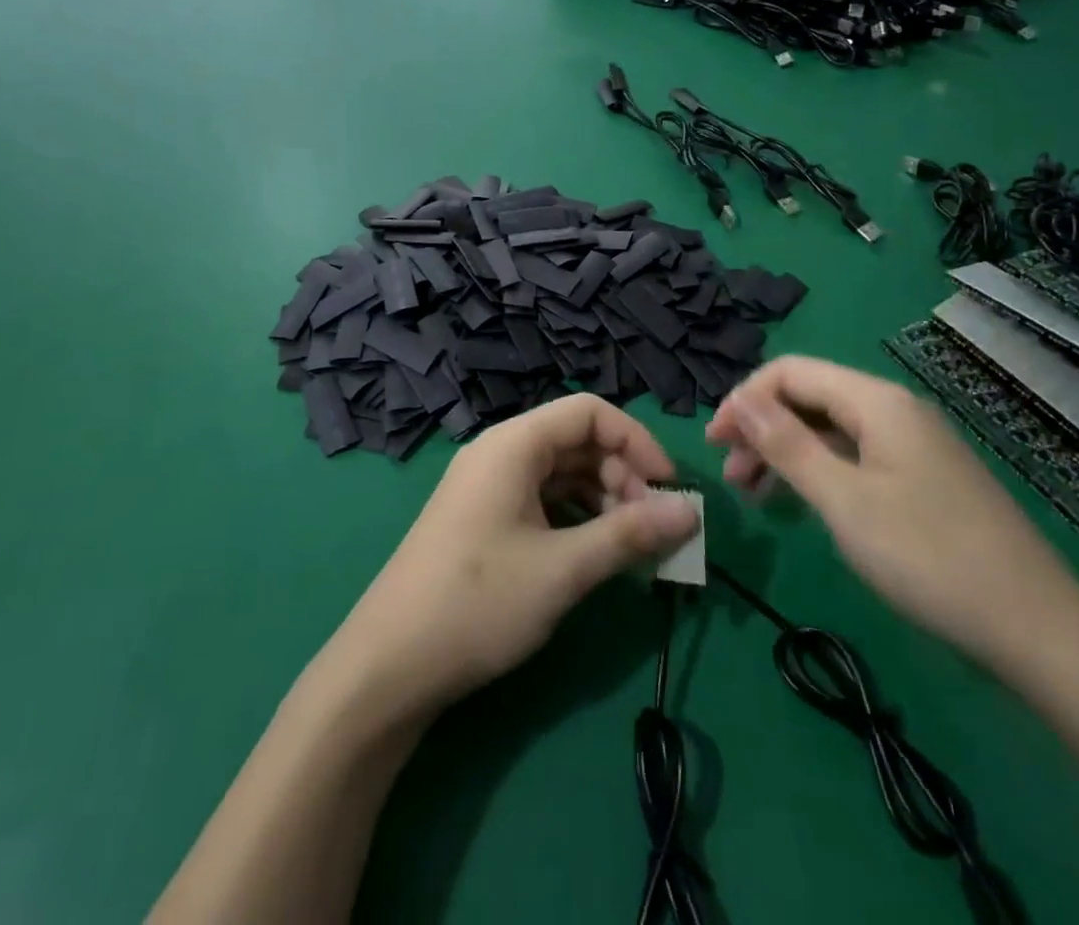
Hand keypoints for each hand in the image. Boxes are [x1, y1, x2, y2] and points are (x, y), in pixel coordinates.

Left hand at [330, 394, 699, 718]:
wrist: (388, 666)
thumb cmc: (478, 602)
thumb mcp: (563, 569)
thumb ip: (629, 535)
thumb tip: (690, 513)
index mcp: (513, 444)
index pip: (589, 412)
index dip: (635, 441)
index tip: (667, 488)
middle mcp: (499, 454)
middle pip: (576, 441)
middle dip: (621, 477)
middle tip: (650, 529)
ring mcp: (487, 487)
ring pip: (561, 474)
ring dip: (602, 502)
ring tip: (628, 549)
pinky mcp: (483, 520)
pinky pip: (541, 501)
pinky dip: (575, 520)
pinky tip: (593, 556)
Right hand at [706, 356, 1078, 673]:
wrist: (1038, 632)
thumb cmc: (928, 557)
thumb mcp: (843, 500)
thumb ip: (786, 444)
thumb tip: (739, 399)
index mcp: (876, 401)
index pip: (790, 372)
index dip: (744, 400)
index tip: (714, 443)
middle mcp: (894, 410)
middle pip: (810, 398)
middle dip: (762, 428)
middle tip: (732, 477)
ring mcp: (913, 446)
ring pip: (831, 430)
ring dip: (786, 453)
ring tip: (756, 496)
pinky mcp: (924, 480)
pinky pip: (855, 458)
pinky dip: (819, 472)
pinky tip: (804, 504)